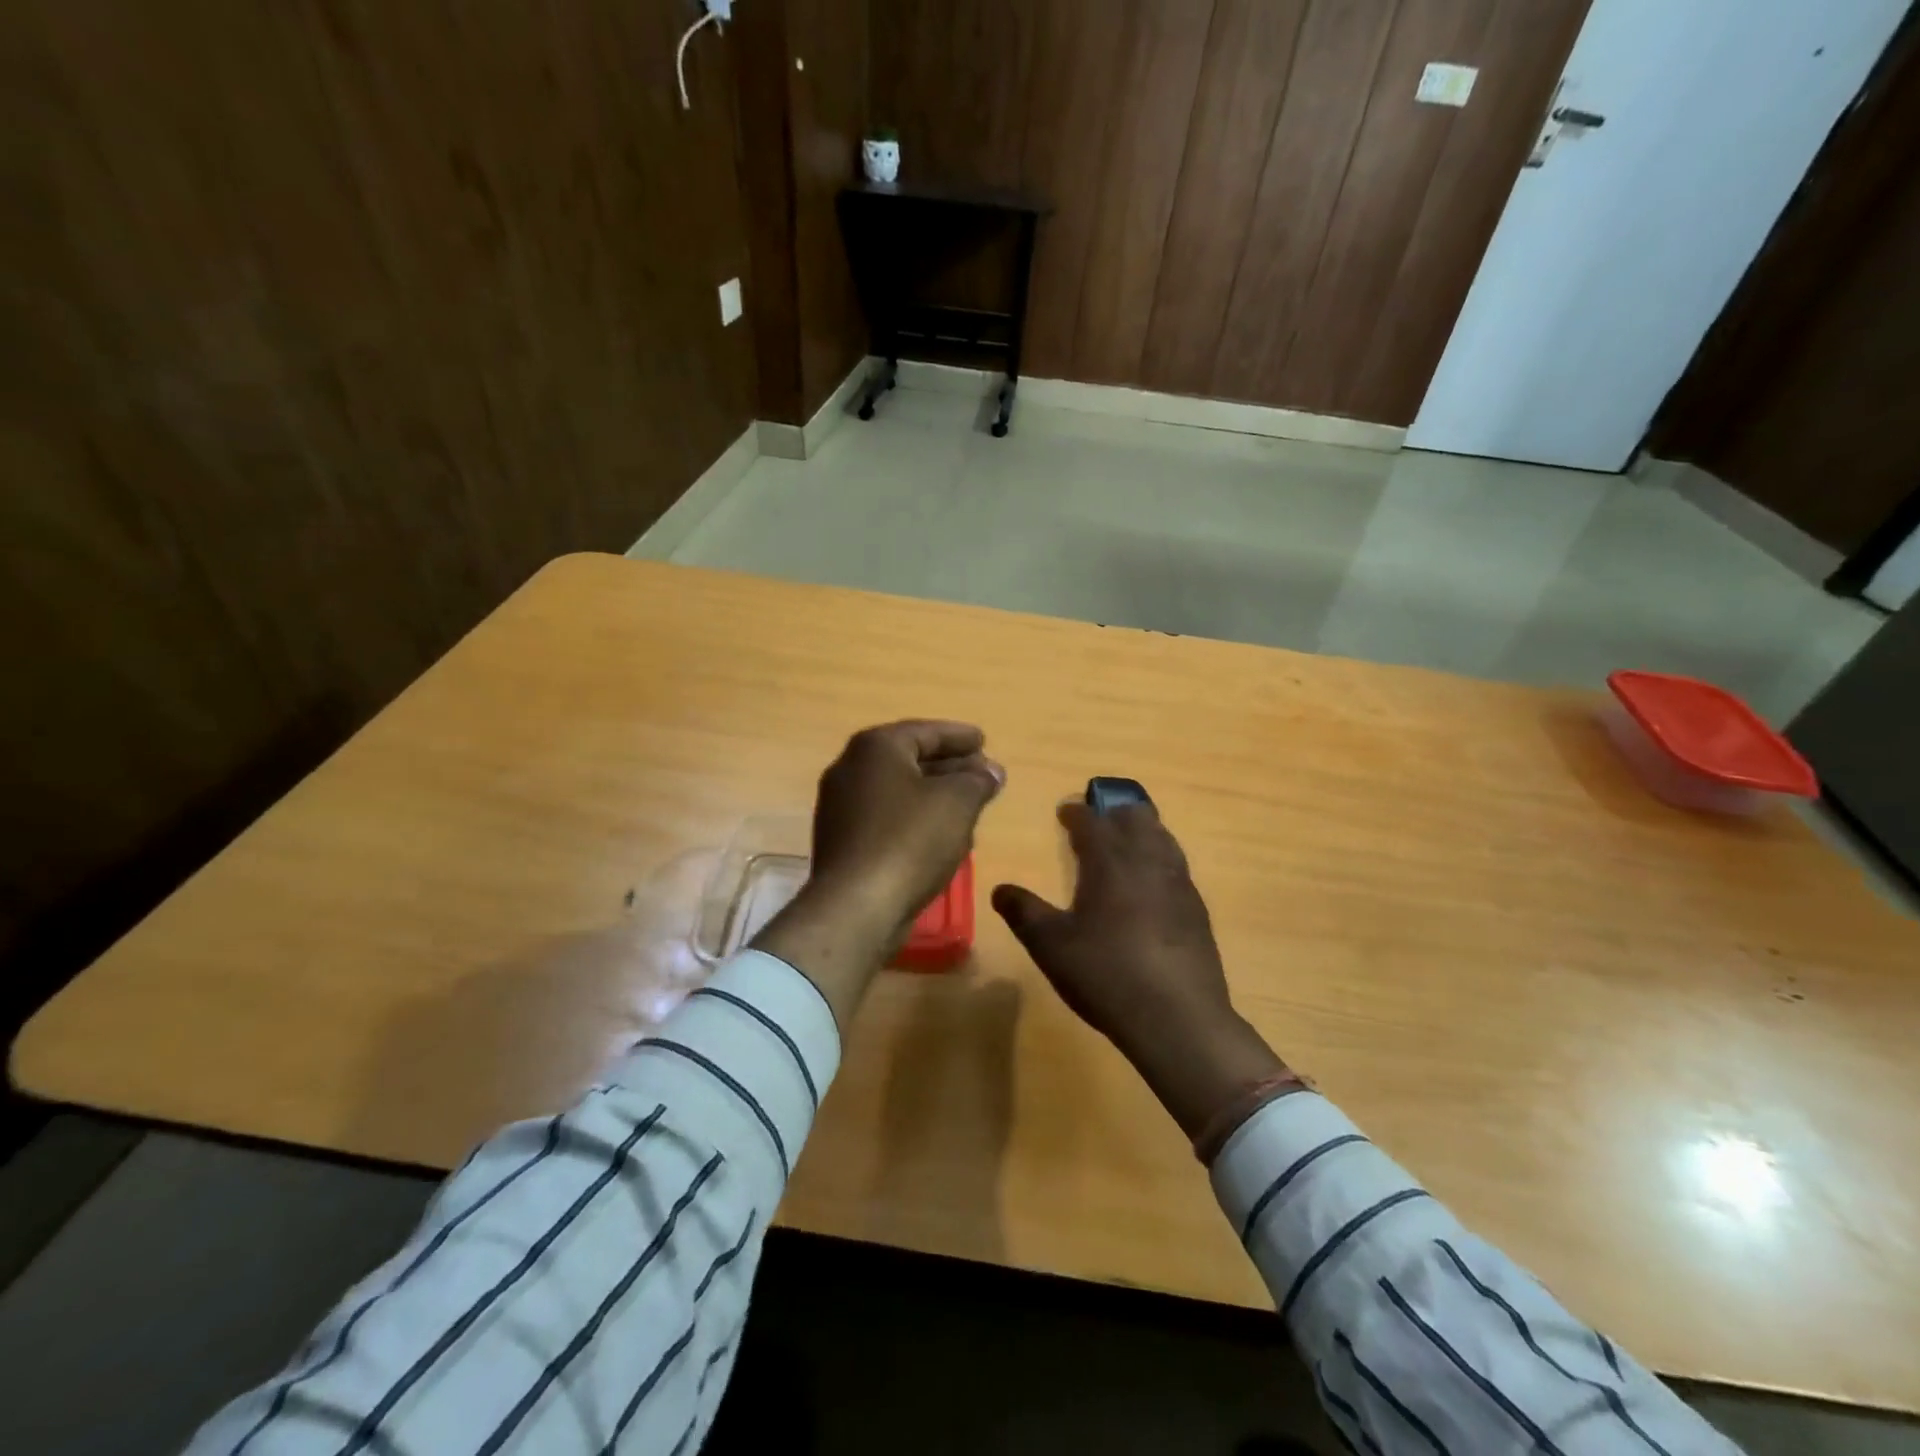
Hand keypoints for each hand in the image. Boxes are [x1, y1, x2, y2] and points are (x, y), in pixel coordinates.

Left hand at [754, 721, 1003, 1027]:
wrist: (856, 906)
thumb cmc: (910, 841)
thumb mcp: (957, 803)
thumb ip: (977, 780)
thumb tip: (990, 772)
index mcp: (875, 748)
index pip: (925, 732)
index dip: (959, 737)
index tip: (984, 741)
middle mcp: (851, 769)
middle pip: (910, 759)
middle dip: (950, 766)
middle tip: (983, 774)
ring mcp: (841, 807)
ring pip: (899, 791)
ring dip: (935, 795)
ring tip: (970, 804)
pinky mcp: (843, 841)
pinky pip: (888, 818)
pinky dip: (916, 818)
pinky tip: (943, 835)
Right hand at [991, 801, 1285, 1140]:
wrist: (1178, 1018)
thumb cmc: (1105, 974)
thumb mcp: (1051, 946)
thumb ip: (1023, 913)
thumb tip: (1000, 890)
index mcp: (1110, 861)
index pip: (1091, 821)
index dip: (1076, 813)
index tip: (1064, 812)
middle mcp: (1147, 860)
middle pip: (1136, 816)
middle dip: (1114, 811)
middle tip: (1096, 821)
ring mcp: (1178, 883)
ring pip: (1162, 836)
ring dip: (1141, 830)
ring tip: (1124, 843)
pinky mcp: (1197, 908)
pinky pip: (1176, 865)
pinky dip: (1159, 858)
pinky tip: (1151, 882)